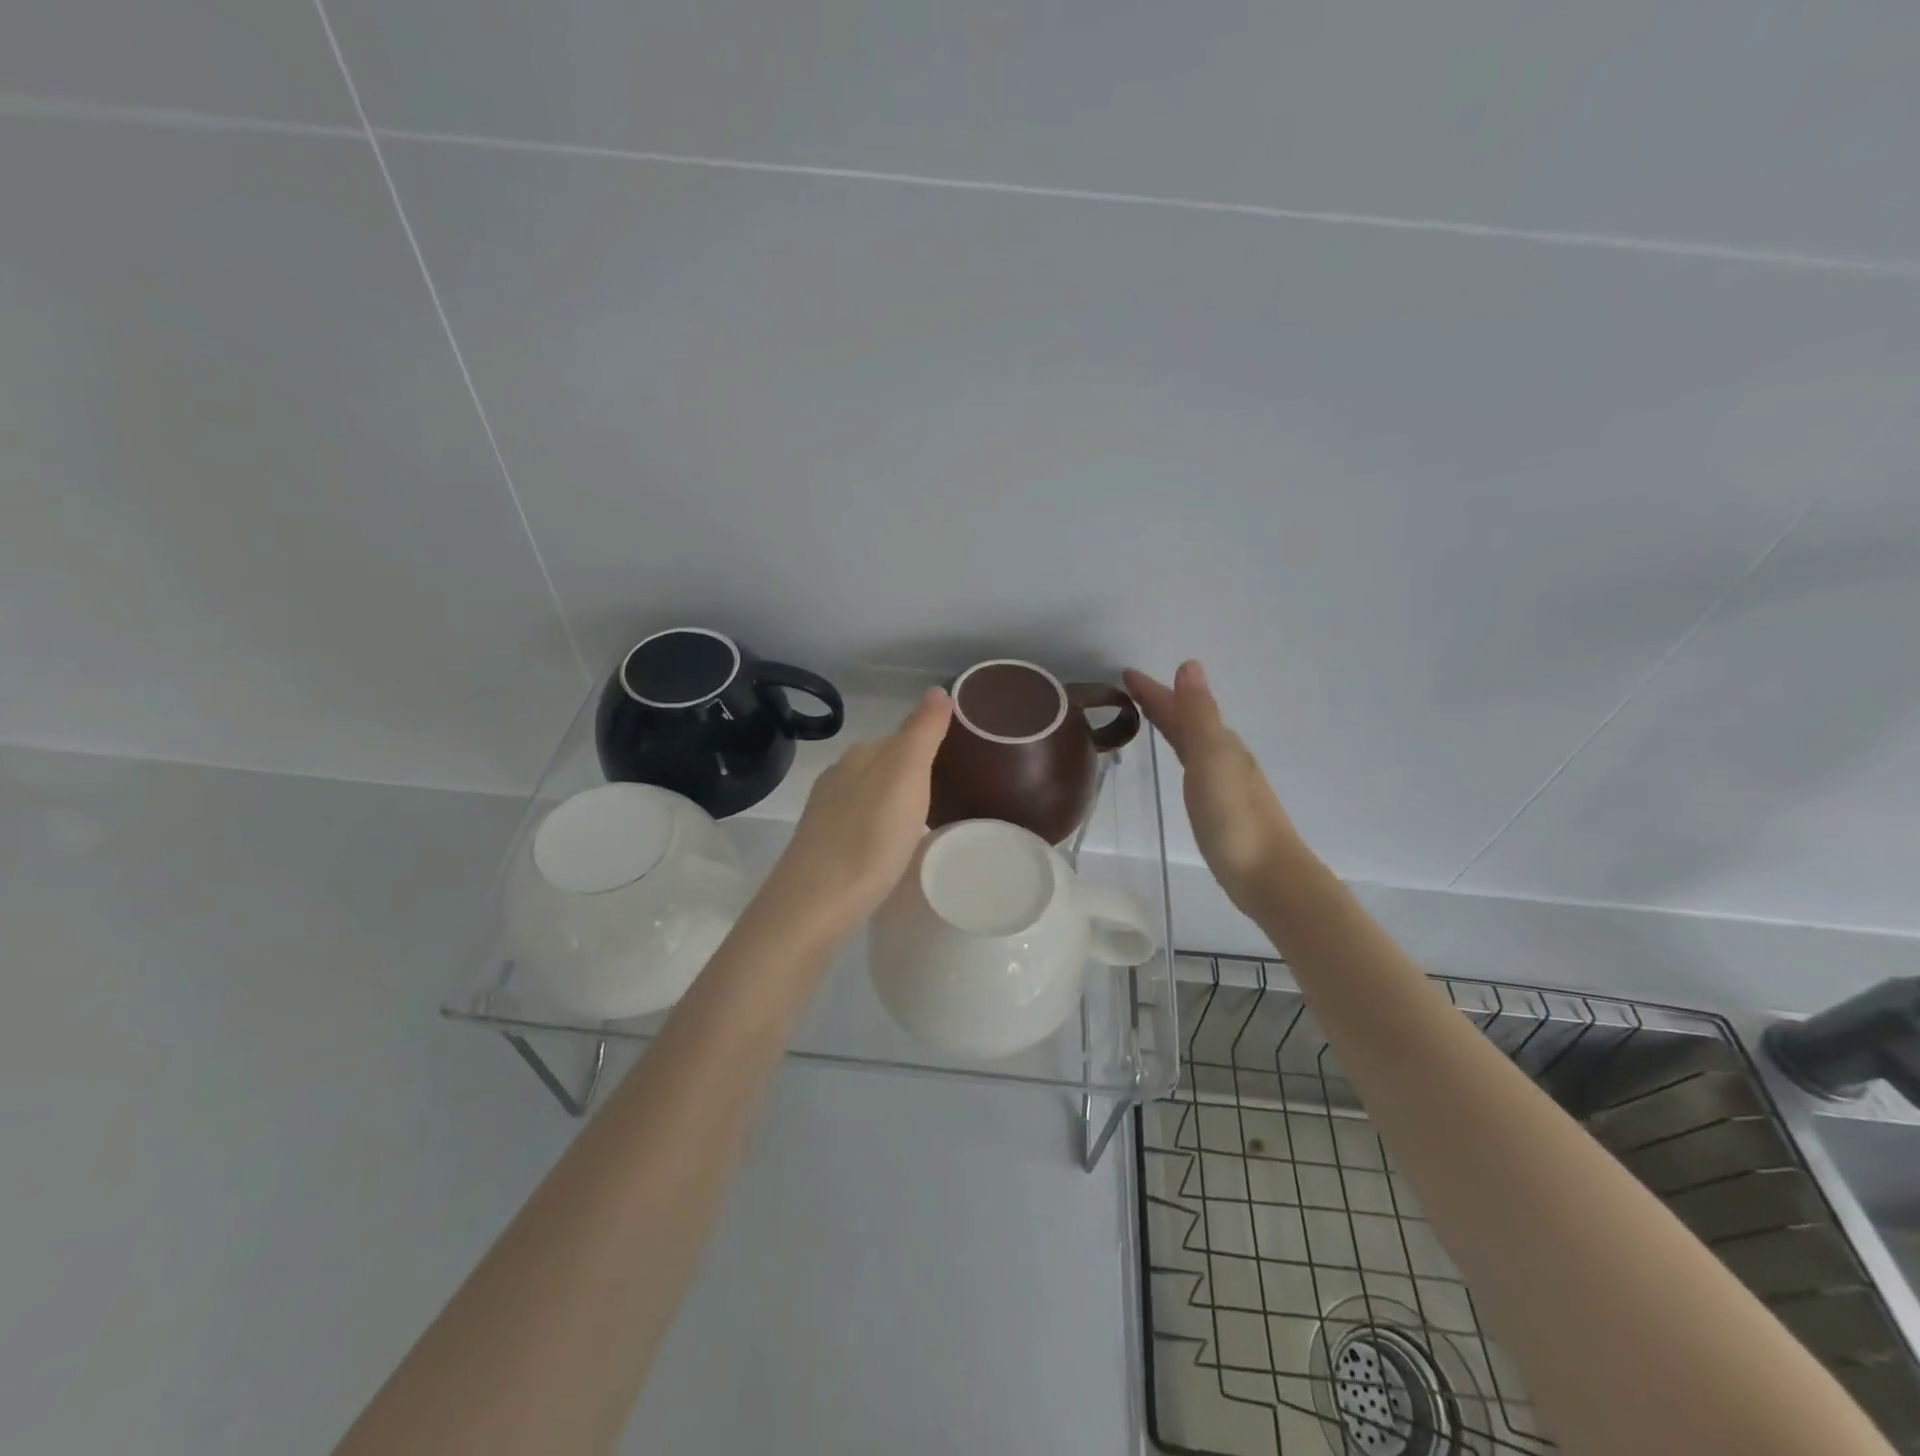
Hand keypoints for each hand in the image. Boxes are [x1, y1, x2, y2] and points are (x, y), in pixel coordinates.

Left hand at [762, 687, 954, 936]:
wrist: (815, 902)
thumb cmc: (870, 837)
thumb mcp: (906, 776)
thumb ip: (921, 732)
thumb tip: (937, 689)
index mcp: (862, 755)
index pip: (901, 737)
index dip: (928, 746)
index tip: (956, 766)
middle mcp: (839, 775)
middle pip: (884, 765)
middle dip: (911, 775)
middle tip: (947, 796)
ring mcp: (826, 811)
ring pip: (870, 794)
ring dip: (894, 803)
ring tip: (922, 825)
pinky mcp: (821, 845)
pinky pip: (859, 823)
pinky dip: (878, 827)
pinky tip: (889, 848)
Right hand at [1124, 661, 1303, 912]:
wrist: (1267, 876)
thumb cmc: (1234, 817)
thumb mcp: (1212, 758)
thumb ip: (1199, 715)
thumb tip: (1190, 665)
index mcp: (1219, 743)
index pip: (1180, 707)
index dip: (1153, 691)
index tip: (1125, 674)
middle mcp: (1224, 757)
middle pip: (1187, 722)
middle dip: (1161, 703)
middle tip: (1128, 691)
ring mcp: (1225, 784)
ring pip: (1192, 743)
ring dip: (1172, 726)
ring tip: (1149, 718)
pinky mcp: (1221, 809)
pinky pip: (1195, 766)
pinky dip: (1182, 753)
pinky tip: (1181, 765)